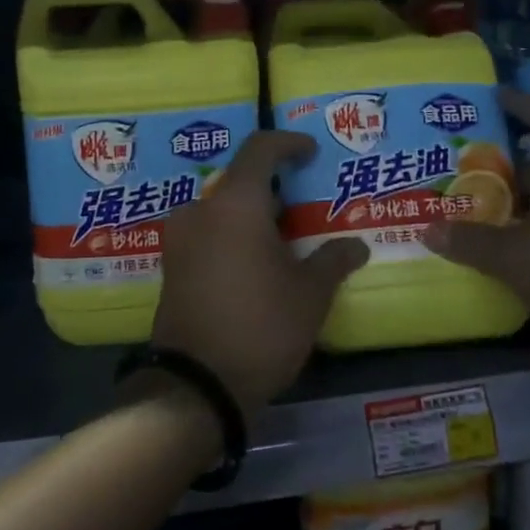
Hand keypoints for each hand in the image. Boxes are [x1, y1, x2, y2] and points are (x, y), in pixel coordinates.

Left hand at [151, 131, 369, 417]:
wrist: (196, 386)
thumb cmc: (260, 327)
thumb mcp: (310, 294)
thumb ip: (334, 260)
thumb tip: (357, 245)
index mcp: (235, 203)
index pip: (260, 149)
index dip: (288, 144)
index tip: (311, 152)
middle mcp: (200, 210)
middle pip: (240, 181)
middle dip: (274, 189)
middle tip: (306, 207)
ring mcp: (180, 239)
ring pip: (222, 209)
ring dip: (253, 215)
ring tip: (286, 239)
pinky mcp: (172, 266)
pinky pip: (208, 232)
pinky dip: (233, 235)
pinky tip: (257, 262)